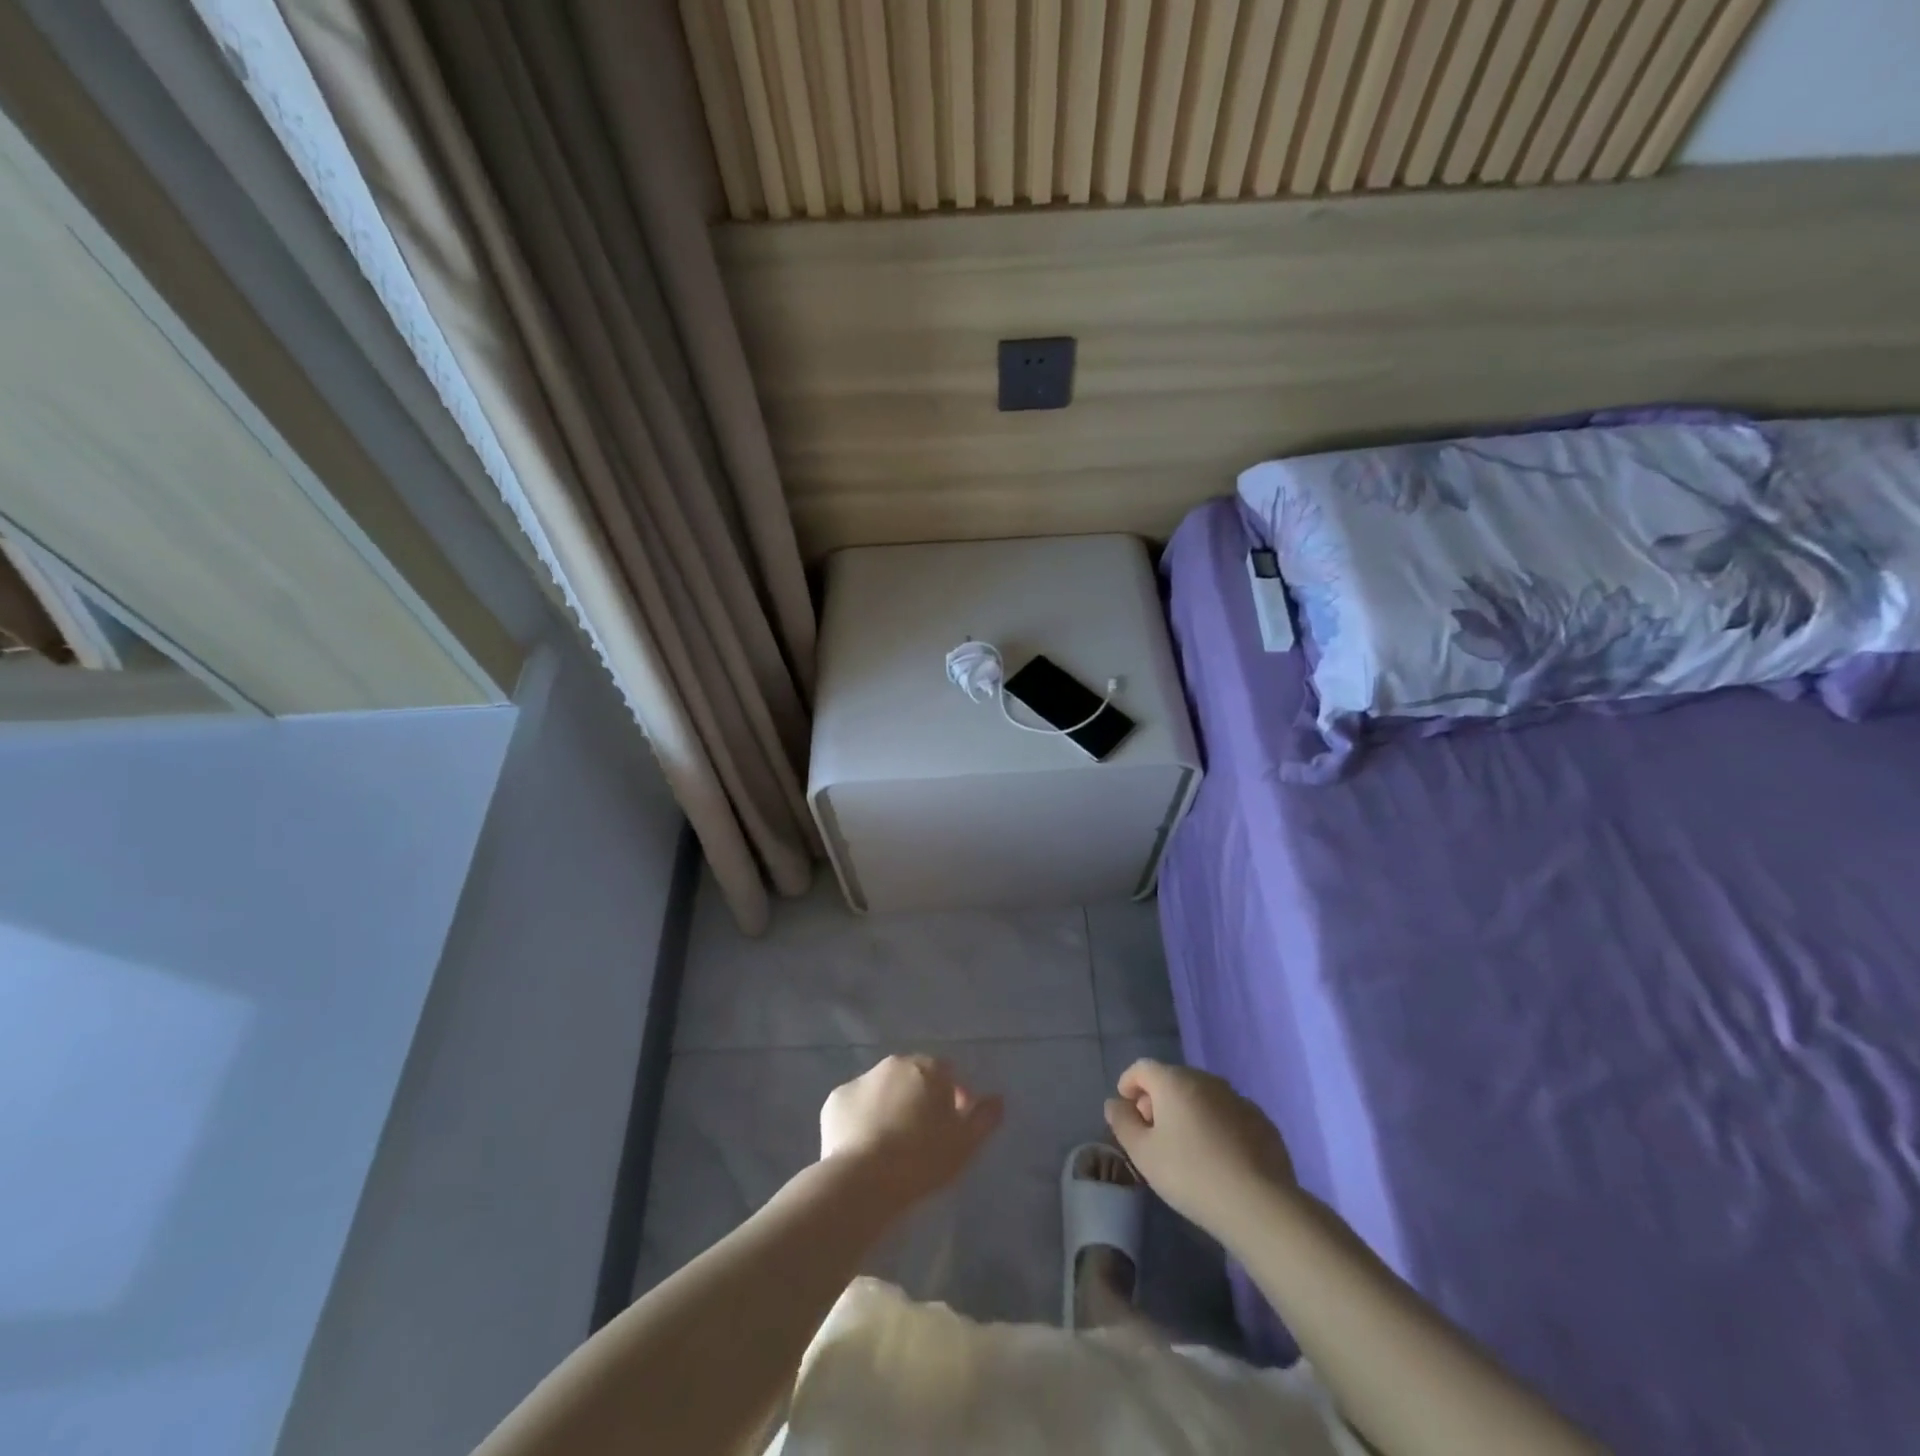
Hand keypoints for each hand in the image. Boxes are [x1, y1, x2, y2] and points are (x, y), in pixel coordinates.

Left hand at [819, 1055, 1003, 1212]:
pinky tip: (864, 1146)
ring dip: (890, 1106)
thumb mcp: (965, 1143)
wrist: (863, 1180)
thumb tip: (997, 1099)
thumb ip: (985, 1117)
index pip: (947, 1074)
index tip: (952, 1128)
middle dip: (919, 1099)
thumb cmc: (922, 1159)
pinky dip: (861, 1118)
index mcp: (927, 1068)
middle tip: (921, 1137)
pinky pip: (855, 1106)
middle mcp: (893, 1064)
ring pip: (882, 1090)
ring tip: (891, 1145)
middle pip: (913, 1078)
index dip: (953, 1098)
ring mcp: (861, 1079)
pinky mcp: (835, 1100)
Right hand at [1105, 1060, 1296, 1242]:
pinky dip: (1216, 1125)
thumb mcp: (1143, 1153)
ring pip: (1203, 1096)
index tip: (1126, 1109)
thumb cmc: (1190, 1175)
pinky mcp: (1262, 1121)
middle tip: (1153, 1132)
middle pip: (1173, 1080)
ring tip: (1186, 1147)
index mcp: (1174, 1082)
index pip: (1143, 1068)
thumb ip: (1123, 1123)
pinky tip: (1218, 1157)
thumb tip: (1115, 1103)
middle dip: (1158, 1100)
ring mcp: (1238, 1098)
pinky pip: (1228, 1114)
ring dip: (1188, 1111)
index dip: (1129, 1083)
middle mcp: (1206, 1080)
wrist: (1258, 1205)